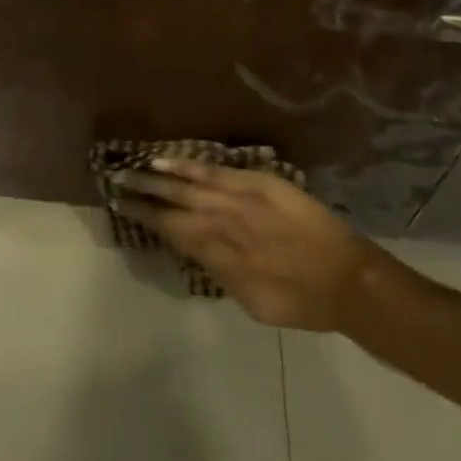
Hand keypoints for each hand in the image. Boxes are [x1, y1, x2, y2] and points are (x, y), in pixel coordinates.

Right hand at [110, 159, 386, 331]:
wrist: (344, 278)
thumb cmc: (300, 301)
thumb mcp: (251, 301)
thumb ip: (220, 273)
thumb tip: (196, 251)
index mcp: (216, 255)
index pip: (170, 231)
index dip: (144, 218)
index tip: (120, 205)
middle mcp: (218, 224)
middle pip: (171, 204)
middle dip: (141, 193)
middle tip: (115, 182)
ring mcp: (236, 199)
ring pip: (187, 185)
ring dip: (156, 177)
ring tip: (132, 169)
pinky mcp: (255, 182)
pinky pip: (214, 171)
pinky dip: (187, 165)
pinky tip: (166, 160)